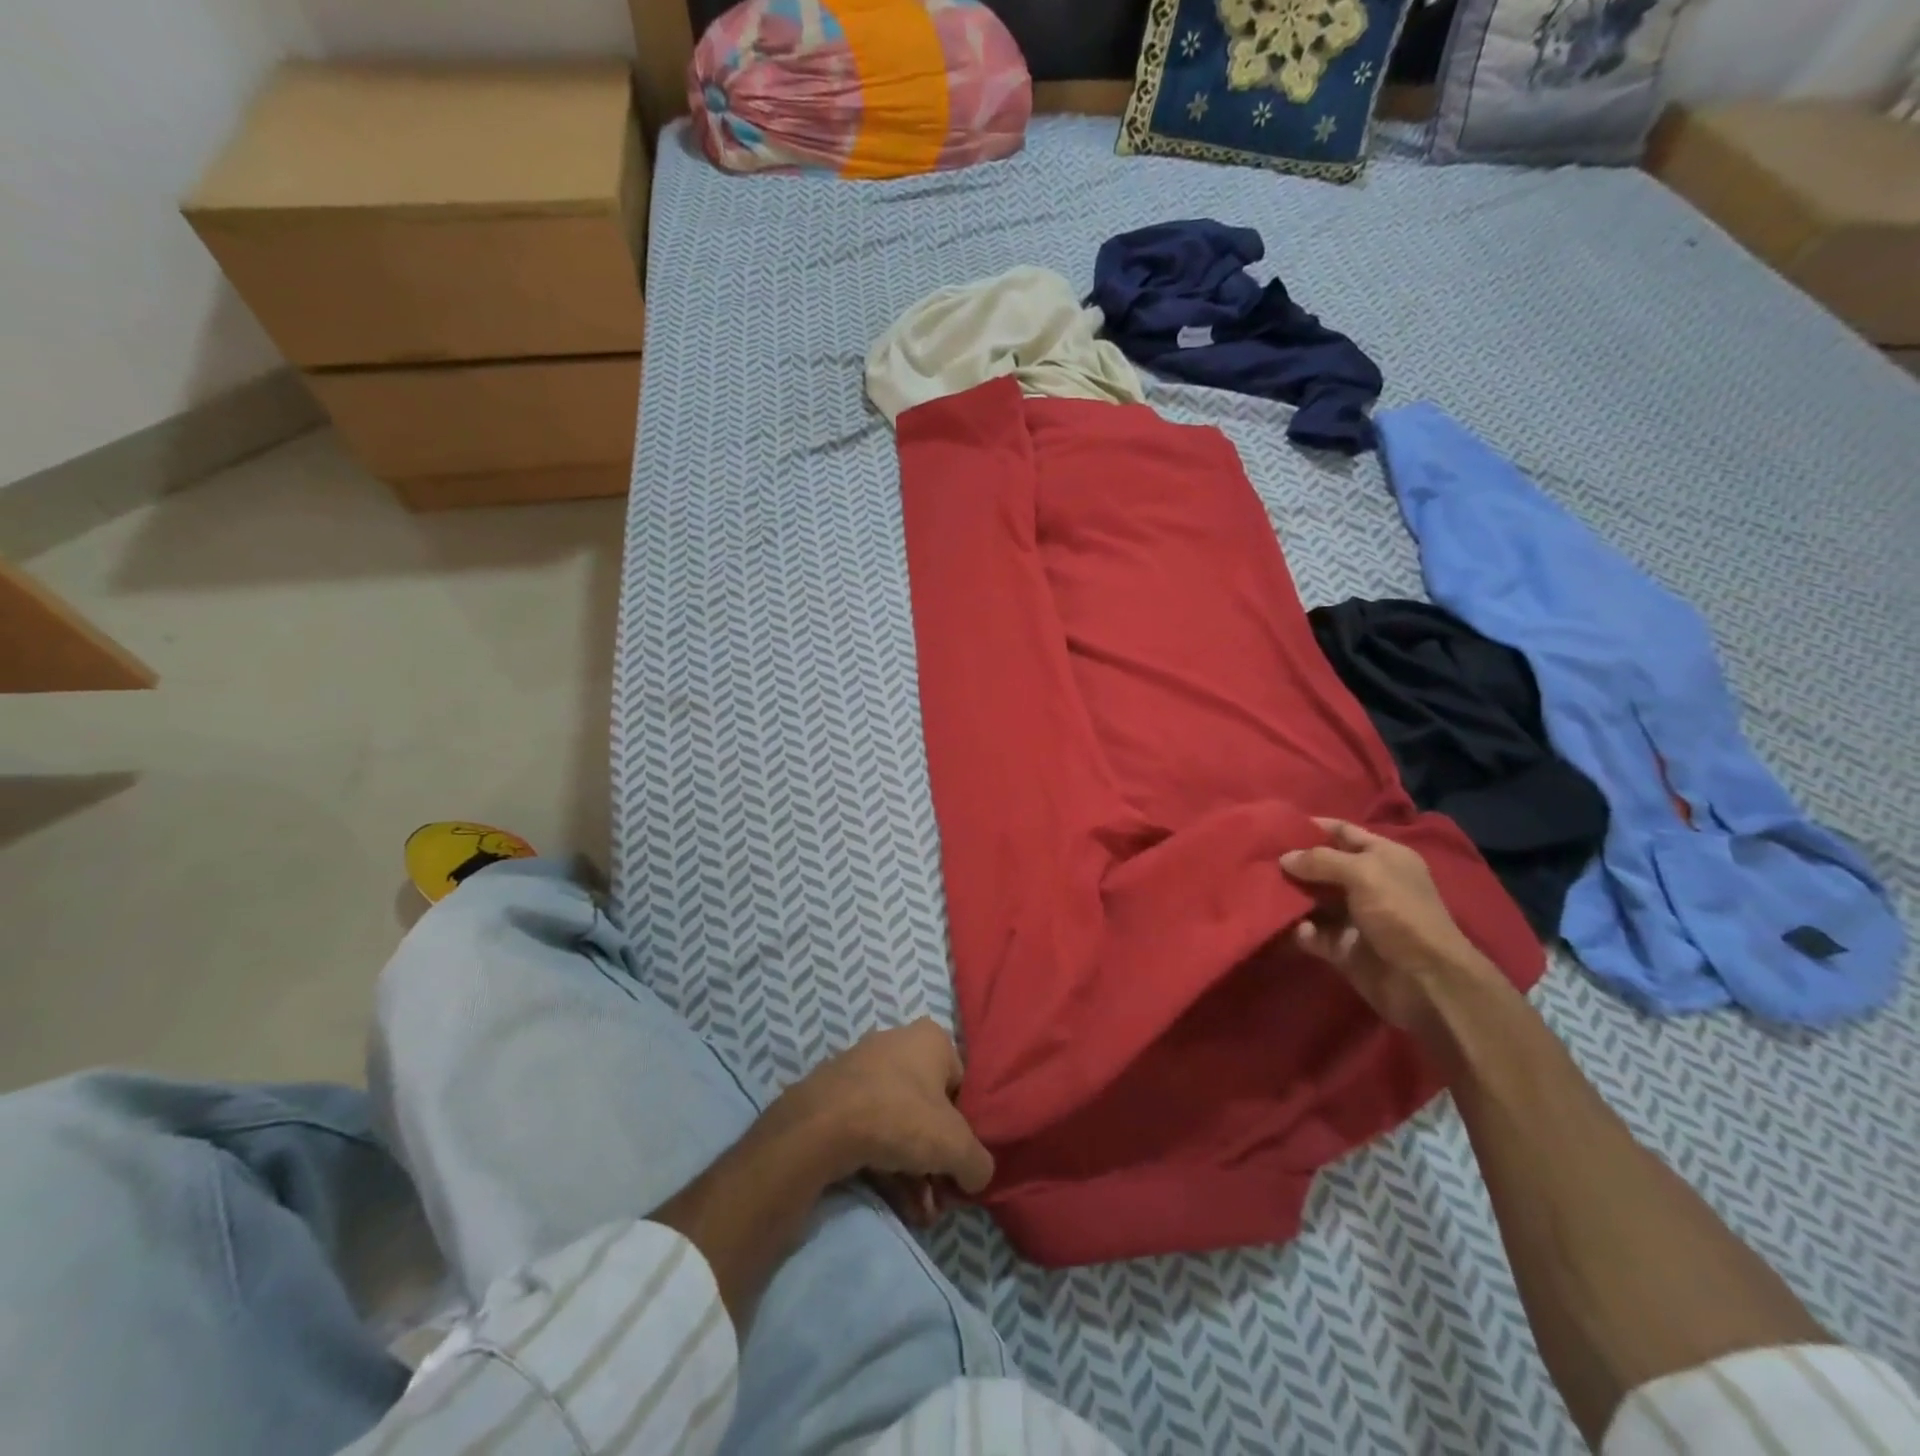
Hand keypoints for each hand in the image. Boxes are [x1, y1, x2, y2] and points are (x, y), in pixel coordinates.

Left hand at [779, 1018, 993, 1223]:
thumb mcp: (956, 1145)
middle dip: (937, 1162)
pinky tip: (897, 1205)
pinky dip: (886, 1167)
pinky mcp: (836, 1098)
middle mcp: (897, 1044)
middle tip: (940, 1199)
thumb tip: (975, 1175)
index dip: (966, 1130)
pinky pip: (871, 1132)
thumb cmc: (900, 1117)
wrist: (821, 1126)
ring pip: (899, 1126)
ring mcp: (863, 1070)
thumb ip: (978, 1162)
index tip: (961, 1166)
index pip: (962, 1086)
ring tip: (920, 1214)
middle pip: (929, 1110)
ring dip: (914, 1174)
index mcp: (930, 1039)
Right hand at [1280, 818, 1501, 1035]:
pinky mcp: (1342, 947)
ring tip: (1261, 889)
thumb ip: (1321, 860)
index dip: (1313, 826)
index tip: (1276, 826)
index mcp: (1384, 858)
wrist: (1426, 981)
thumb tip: (1284, 858)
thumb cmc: (1400, 914)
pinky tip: (1291, 927)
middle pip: (1322, 866)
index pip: (1343, 832)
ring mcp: (1354, 917)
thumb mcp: (1363, 874)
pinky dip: (1299, 930)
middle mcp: (1368, 884)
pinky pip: (1312, 933)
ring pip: (1312, 899)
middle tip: (1258, 858)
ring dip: (1290, 896)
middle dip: (1294, 862)